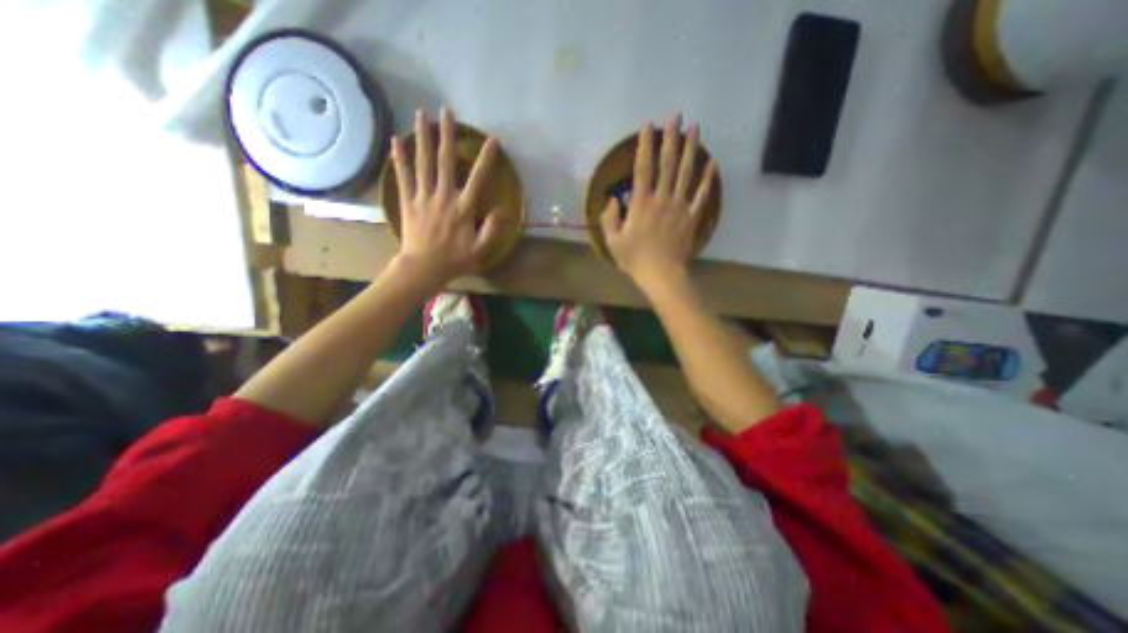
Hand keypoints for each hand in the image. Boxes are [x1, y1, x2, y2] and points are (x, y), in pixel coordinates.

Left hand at [390, 105, 499, 287]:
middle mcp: (443, 196)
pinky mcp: (407, 201)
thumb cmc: (454, 260)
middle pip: (445, 161)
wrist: (423, 268)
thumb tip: (503, 210)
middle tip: (446, 110)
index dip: (486, 159)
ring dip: (423, 137)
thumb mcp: (480, 249)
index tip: (492, 141)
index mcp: (463, 208)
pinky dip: (399, 157)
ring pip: (423, 162)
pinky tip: (397, 139)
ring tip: (421, 113)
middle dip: (447, 135)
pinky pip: (403, 175)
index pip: (477, 179)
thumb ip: (492, 230)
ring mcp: (423, 196)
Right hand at [605, 115, 717, 291]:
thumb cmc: (635, 259)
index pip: (643, 169)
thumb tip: (613, 198)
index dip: (645, 146)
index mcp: (642, 204)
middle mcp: (662, 199)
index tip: (648, 126)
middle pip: (667, 164)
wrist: (661, 274)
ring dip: (691, 150)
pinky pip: (701, 195)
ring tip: (696, 128)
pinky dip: (707, 179)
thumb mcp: (613, 241)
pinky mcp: (691, 217)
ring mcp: (679, 207)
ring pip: (686, 173)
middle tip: (676, 116)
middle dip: (671, 138)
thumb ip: (609, 218)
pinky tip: (712, 163)